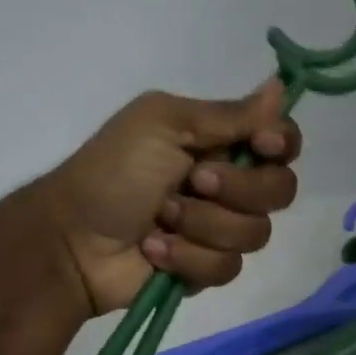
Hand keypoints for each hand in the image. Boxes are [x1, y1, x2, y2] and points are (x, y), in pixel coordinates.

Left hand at [34, 80, 302, 314]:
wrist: (73, 238)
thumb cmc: (113, 171)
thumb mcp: (163, 124)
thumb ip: (227, 114)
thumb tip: (280, 86)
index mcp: (220, 142)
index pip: (282, 141)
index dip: (281, 143)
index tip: (262, 144)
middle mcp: (230, 184)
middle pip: (280, 189)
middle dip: (237, 189)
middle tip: (193, 181)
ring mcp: (219, 229)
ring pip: (255, 233)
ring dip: (204, 224)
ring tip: (160, 219)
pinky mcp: (207, 268)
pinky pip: (228, 267)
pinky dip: (188, 257)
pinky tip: (154, 249)